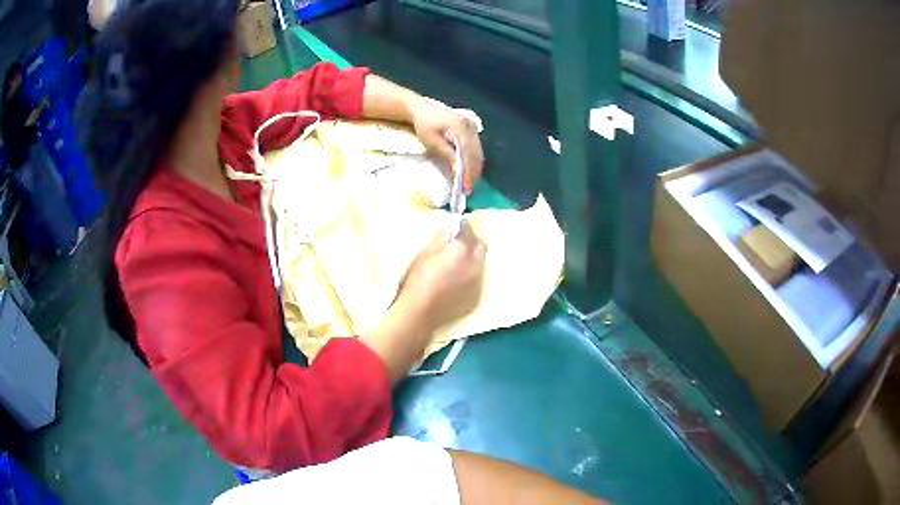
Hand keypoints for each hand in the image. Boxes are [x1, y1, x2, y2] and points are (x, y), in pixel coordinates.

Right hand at [396, 222, 485, 332]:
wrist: (420, 314)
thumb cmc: (417, 281)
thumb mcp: (423, 254)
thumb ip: (439, 239)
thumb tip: (447, 230)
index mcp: (462, 251)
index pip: (469, 230)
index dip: (462, 227)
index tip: (455, 228)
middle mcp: (476, 265)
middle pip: (480, 246)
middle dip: (471, 242)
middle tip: (458, 245)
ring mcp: (478, 283)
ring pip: (481, 265)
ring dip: (472, 260)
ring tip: (457, 265)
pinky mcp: (476, 298)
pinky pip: (478, 281)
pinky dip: (470, 277)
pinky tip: (457, 283)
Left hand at [410, 100, 483, 193]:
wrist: (422, 109)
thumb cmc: (424, 124)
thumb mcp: (432, 141)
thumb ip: (447, 155)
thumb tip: (458, 172)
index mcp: (461, 126)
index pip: (469, 153)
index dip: (468, 171)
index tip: (465, 187)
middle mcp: (471, 126)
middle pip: (477, 154)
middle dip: (473, 173)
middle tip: (467, 189)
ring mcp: (473, 127)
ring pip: (478, 152)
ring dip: (474, 169)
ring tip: (467, 184)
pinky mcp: (471, 130)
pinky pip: (475, 149)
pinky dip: (472, 161)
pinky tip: (467, 172)